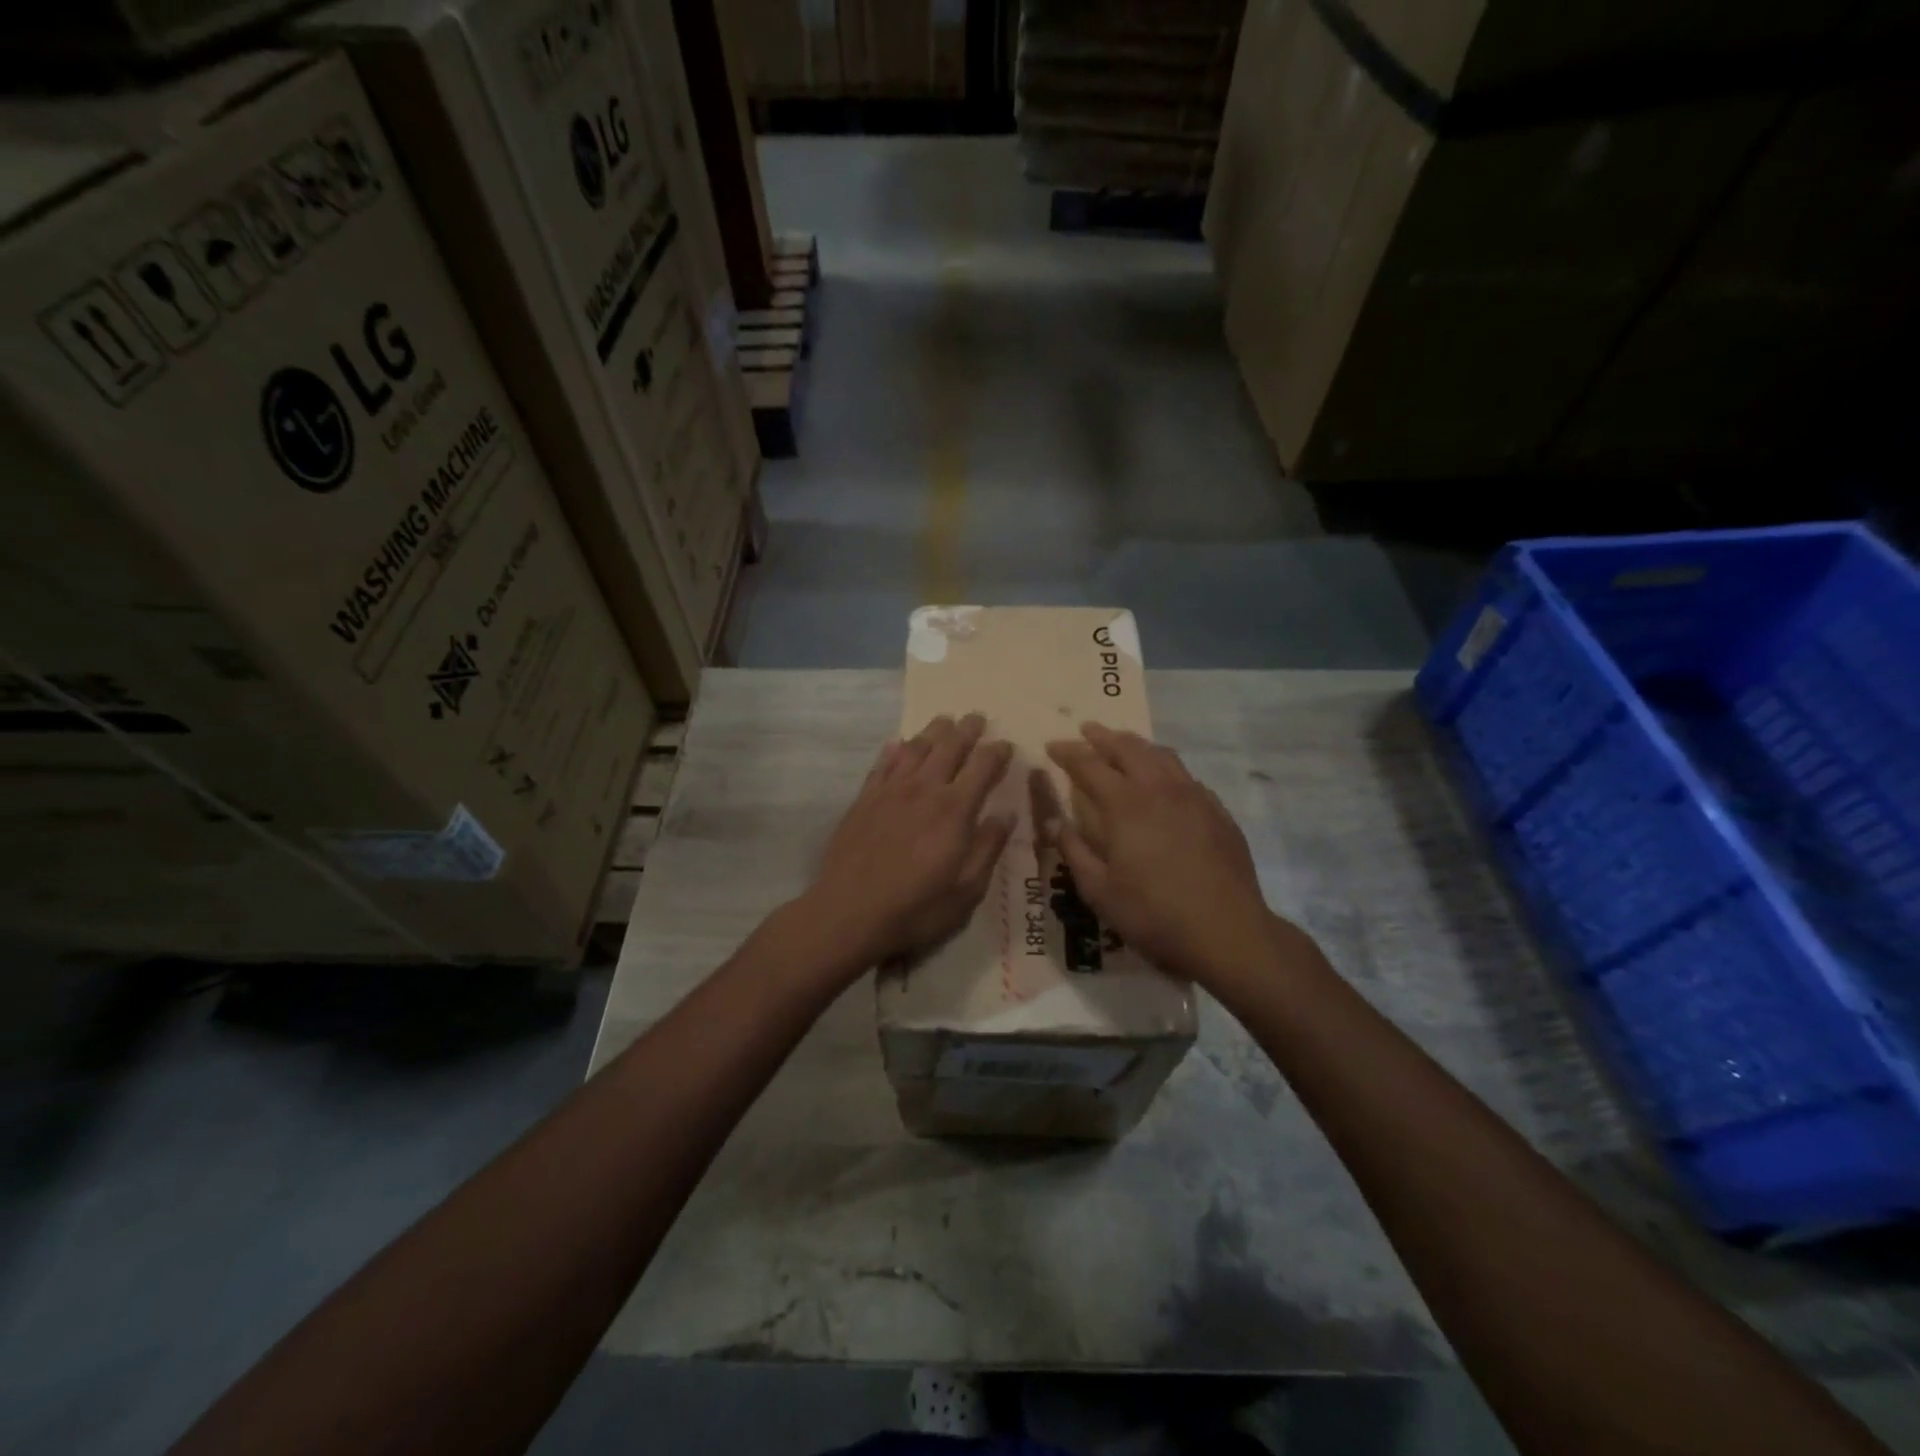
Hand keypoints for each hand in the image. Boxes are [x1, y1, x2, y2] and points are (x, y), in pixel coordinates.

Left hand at [799, 713, 1014, 970]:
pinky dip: (895, 748)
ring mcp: (890, 790)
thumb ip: (989, 847)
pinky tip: (899, 742)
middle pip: (949, 746)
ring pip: (916, 747)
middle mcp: (924, 788)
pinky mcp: (864, 799)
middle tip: (977, 717)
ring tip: (944, 721)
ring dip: (933, 731)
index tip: (1006, 744)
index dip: (997, 752)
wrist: (849, 913)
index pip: (983, 766)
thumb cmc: (916, 907)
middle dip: (967, 729)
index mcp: (955, 809)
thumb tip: (1007, 813)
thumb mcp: (967, 889)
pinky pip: (883, 763)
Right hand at [1044, 724, 1273, 985]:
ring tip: (1123, 745)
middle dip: (1103, 737)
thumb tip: (1056, 823)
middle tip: (1086, 731)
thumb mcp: (1099, 890)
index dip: (1068, 752)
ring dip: (1136, 745)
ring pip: (1161, 755)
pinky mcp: (1217, 811)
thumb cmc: (1153, 913)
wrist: (1227, 930)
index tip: (1052, 746)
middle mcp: (1159, 788)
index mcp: (1124, 804)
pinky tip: (1164, 780)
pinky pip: (1186, 775)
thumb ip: (1074, 851)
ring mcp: (1193, 796)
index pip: (1089, 765)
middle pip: (1128, 748)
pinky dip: (1165, 767)